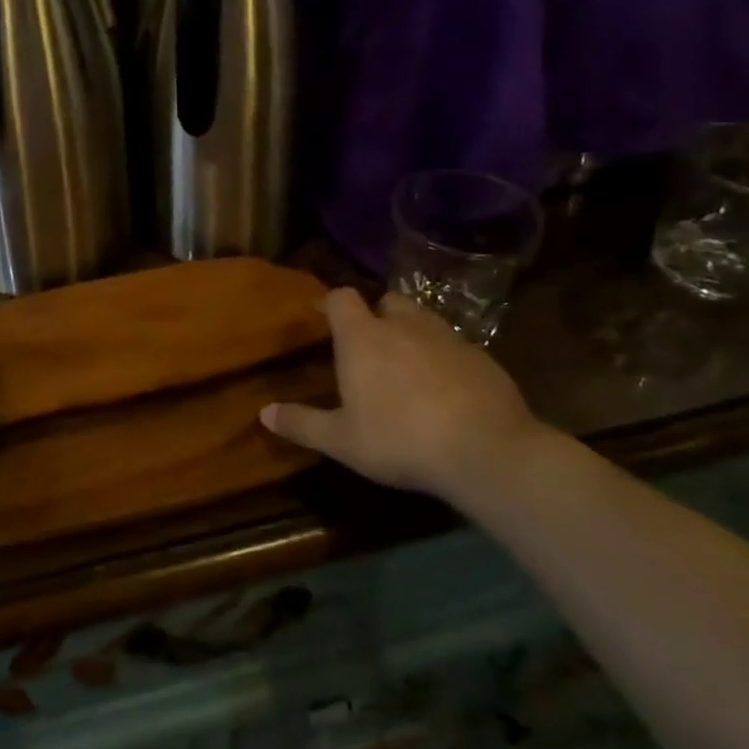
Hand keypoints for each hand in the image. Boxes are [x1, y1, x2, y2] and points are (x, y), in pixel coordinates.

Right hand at [262, 290, 542, 498]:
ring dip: (411, 333)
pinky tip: (445, 389)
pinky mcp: (482, 357)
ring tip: (407, 365)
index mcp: (363, 337)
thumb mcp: (342, 440)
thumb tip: (263, 413)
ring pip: (423, 320)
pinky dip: (444, 358)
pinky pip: (454, 346)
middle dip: (376, 315)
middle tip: (369, 344)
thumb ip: (302, 423)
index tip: (322, 317)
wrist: (485, 450)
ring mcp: (447, 337)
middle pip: (386, 301)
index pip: (341, 298)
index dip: (330, 303)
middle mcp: (404, 326)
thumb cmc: (399, 439)